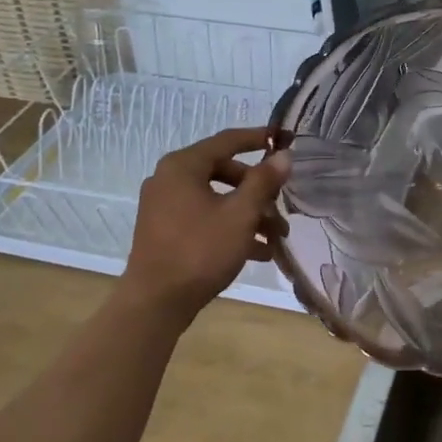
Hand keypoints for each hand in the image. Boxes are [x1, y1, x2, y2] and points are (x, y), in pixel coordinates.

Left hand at [121, 128, 289, 319]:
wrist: (155, 303)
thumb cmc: (200, 251)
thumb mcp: (240, 215)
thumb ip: (263, 182)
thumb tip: (283, 156)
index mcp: (183, 166)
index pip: (228, 141)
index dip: (259, 139)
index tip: (286, 140)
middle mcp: (169, 179)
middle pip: (224, 172)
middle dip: (258, 190)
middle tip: (282, 206)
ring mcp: (164, 206)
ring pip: (217, 199)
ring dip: (249, 213)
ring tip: (276, 238)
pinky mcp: (165, 230)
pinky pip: (204, 217)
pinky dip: (230, 227)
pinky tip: (258, 252)